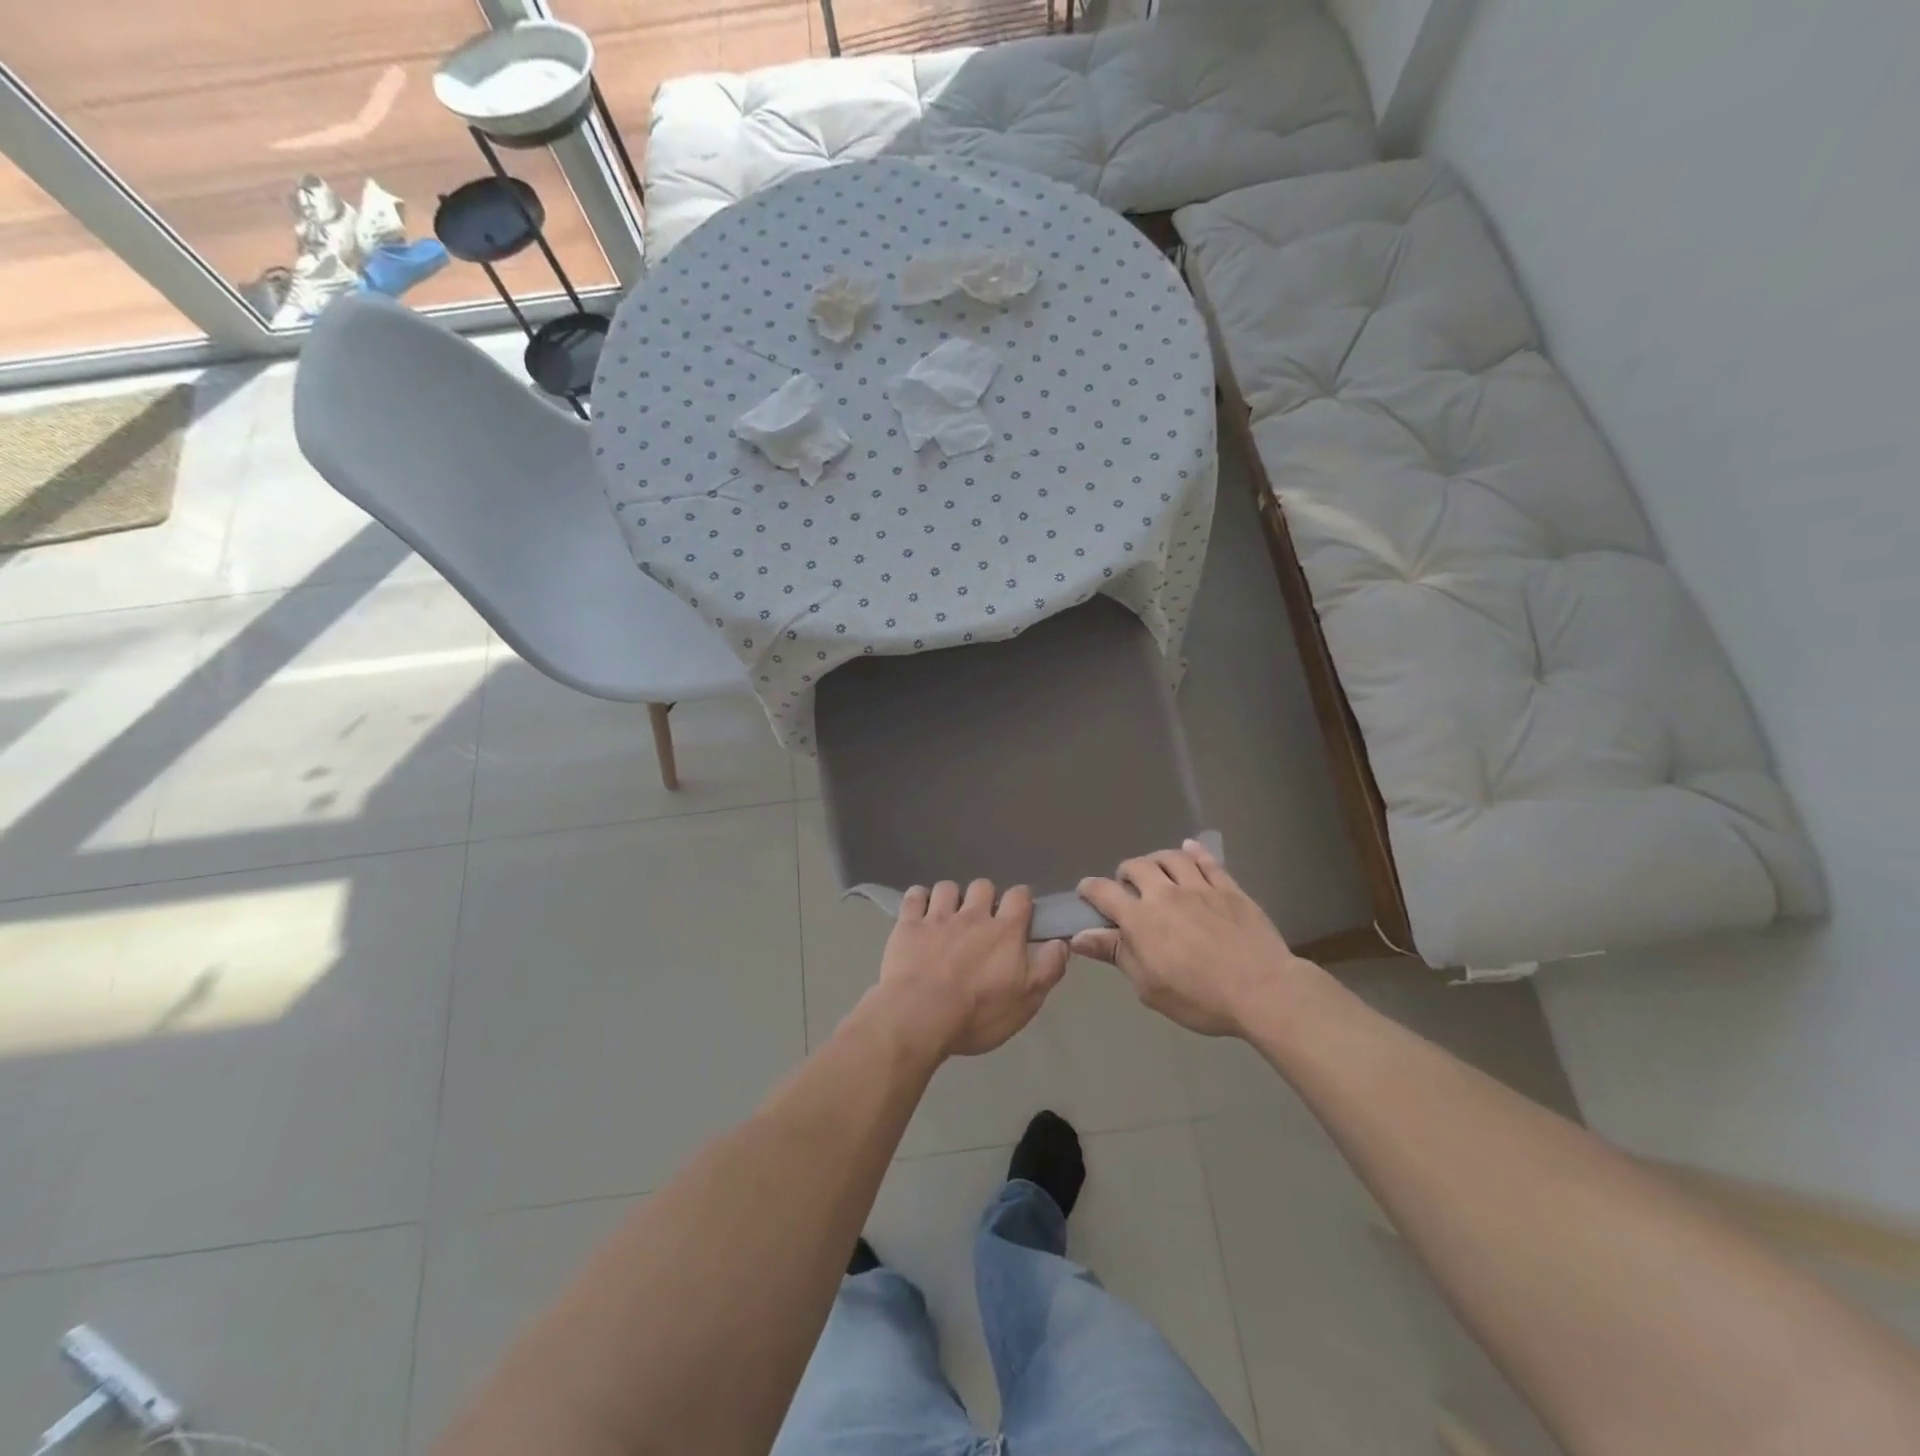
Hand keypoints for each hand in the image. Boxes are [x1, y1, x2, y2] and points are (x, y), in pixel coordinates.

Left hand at [867, 880, 1069, 1057]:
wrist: (920, 1016)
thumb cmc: (978, 1013)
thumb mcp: (1026, 1000)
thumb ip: (1048, 968)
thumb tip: (1061, 942)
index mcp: (1004, 931)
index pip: (1019, 896)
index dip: (1021, 900)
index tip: (1019, 914)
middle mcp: (973, 915)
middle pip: (983, 885)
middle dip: (984, 897)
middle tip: (981, 921)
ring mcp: (938, 917)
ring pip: (947, 887)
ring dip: (951, 897)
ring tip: (948, 916)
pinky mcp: (908, 924)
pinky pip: (914, 896)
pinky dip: (918, 899)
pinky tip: (919, 912)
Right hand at [1072, 839, 1308, 1036]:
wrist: (1262, 990)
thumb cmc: (1200, 998)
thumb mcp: (1149, 986)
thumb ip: (1116, 954)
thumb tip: (1080, 937)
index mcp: (1140, 919)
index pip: (1104, 892)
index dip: (1089, 889)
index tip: (1085, 893)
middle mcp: (1165, 894)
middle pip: (1136, 866)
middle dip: (1125, 873)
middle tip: (1127, 886)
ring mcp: (1199, 887)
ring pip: (1171, 857)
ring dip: (1157, 859)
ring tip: (1157, 870)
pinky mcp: (1229, 888)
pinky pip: (1208, 861)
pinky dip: (1194, 852)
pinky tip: (1189, 850)